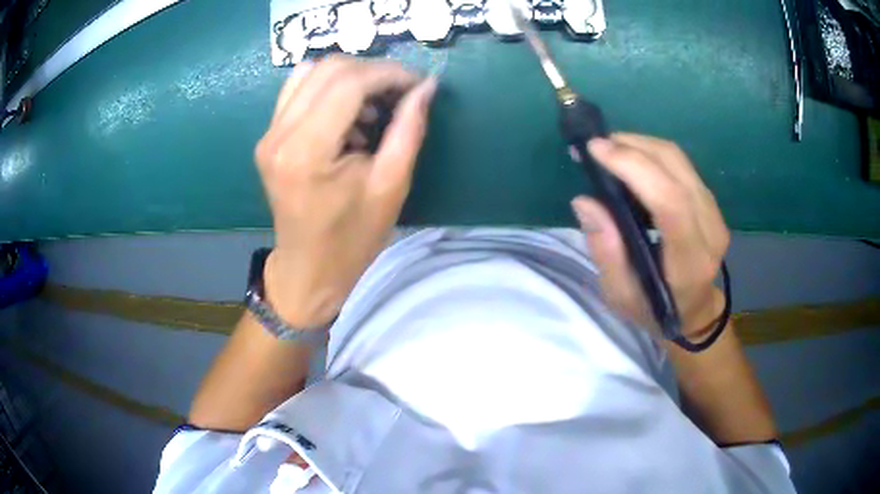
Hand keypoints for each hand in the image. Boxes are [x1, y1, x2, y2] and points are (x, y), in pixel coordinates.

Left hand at [254, 56, 436, 326]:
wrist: (309, 268)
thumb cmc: (352, 237)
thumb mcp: (391, 186)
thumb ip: (409, 128)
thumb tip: (426, 86)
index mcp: (306, 152)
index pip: (349, 82)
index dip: (389, 73)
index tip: (417, 83)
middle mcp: (278, 135)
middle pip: (328, 69)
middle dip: (373, 71)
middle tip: (401, 92)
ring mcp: (268, 134)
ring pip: (311, 72)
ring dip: (351, 77)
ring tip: (375, 105)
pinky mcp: (269, 136)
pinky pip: (298, 89)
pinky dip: (329, 87)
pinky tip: (348, 112)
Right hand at [571, 134, 729, 339]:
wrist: (693, 311)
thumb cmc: (653, 310)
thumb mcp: (620, 295)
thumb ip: (605, 250)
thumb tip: (585, 201)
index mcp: (689, 262)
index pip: (671, 203)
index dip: (635, 168)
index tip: (597, 151)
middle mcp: (710, 231)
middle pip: (676, 169)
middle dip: (633, 147)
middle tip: (597, 146)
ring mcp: (715, 214)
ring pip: (679, 160)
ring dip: (642, 145)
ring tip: (611, 149)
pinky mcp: (711, 203)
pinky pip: (682, 165)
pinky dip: (653, 153)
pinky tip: (632, 159)